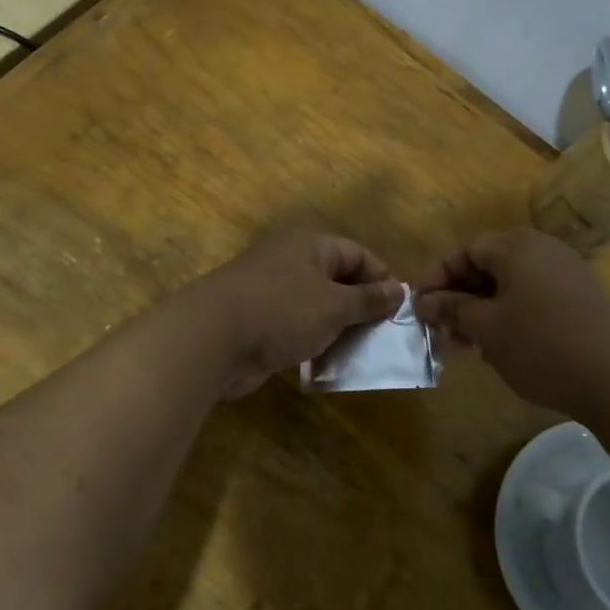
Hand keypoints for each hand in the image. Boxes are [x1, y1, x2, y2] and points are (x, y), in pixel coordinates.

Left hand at [192, 230, 403, 398]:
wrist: (210, 339)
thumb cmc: (281, 311)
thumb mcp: (334, 305)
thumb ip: (368, 299)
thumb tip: (398, 290)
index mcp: (309, 245)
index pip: (357, 254)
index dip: (381, 279)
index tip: (399, 309)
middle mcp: (290, 262)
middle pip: (337, 280)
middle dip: (361, 307)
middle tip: (384, 336)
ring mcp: (271, 292)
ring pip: (317, 307)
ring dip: (338, 329)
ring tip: (361, 353)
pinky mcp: (258, 322)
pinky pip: (296, 328)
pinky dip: (314, 342)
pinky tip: (328, 364)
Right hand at [414, 229, 609, 415]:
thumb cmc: (541, 345)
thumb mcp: (487, 329)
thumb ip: (452, 309)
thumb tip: (424, 302)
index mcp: (517, 247)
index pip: (466, 249)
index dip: (439, 276)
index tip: (421, 306)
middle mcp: (543, 250)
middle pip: (488, 265)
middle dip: (460, 298)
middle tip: (443, 332)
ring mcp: (566, 273)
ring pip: (510, 285)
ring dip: (483, 311)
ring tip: (469, 347)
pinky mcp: (581, 298)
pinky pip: (533, 297)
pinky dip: (510, 316)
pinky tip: (503, 349)